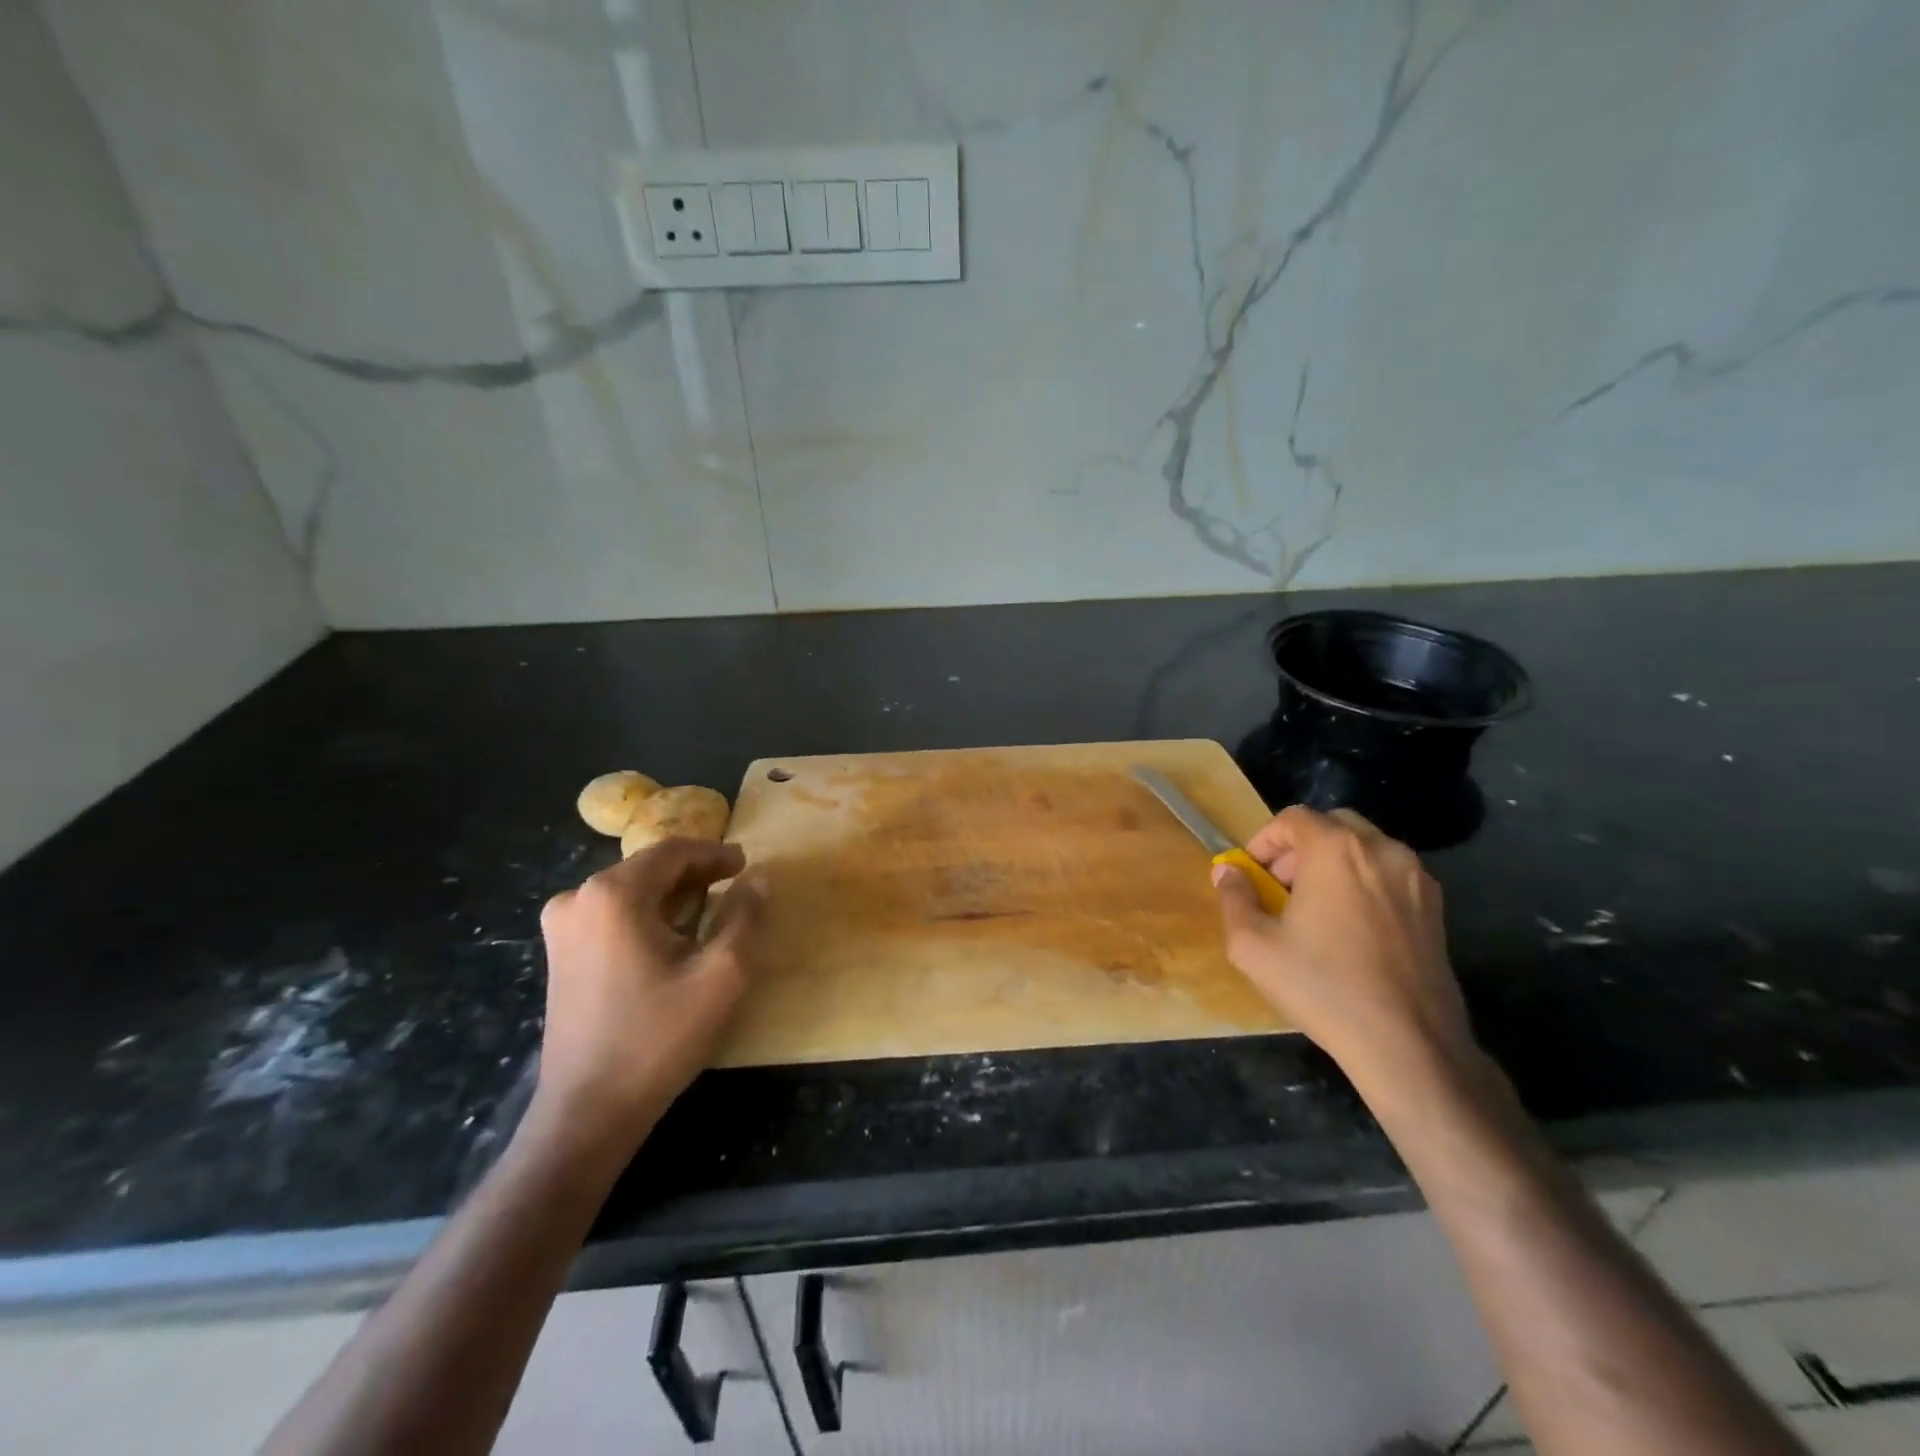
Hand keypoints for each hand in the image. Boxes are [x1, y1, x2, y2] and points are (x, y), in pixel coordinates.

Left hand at [533, 838, 765, 1147]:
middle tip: (734, 884)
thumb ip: (745, 916)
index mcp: (614, 894)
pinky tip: (672, 935)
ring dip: (671, 893)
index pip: (673, 851)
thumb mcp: (722, 974)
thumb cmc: (659, 1036)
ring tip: (710, 909)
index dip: (714, 853)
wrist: (588, 1109)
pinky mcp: (559, 952)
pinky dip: (646, 913)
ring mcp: (562, 926)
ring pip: (629, 889)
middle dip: (694, 872)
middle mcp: (578, 898)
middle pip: (648, 867)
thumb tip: (758, 879)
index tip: (746, 864)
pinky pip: (611, 913)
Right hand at [1212, 805, 1476, 1097]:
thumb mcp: (1253, 945)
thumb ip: (1233, 898)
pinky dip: (1365, 884)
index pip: (1293, 818)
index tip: (1253, 875)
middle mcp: (1382, 850)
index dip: (1265, 841)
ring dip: (1334, 865)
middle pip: (1333, 825)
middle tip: (1282, 888)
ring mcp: (1416, 878)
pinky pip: (1390, 876)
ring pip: (1366, 849)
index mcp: (1336, 850)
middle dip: (1301, 848)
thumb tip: (1227, 871)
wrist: (1407, 1044)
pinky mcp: (1437, 908)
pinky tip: (1352, 929)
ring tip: (1317, 910)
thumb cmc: (1322, 987)